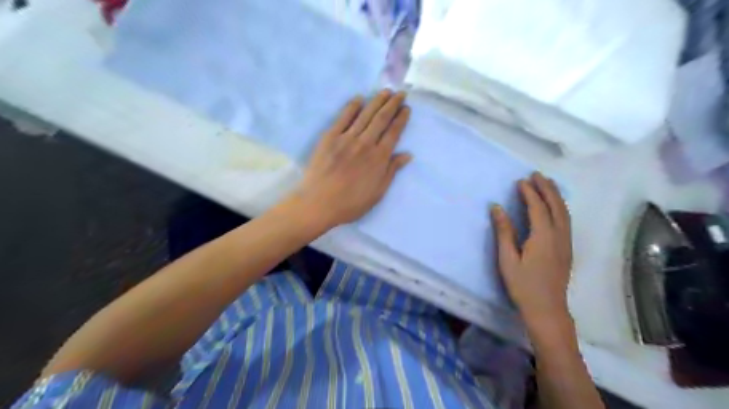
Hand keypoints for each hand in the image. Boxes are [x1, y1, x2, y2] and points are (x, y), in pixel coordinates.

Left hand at [293, 90, 411, 227]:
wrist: (319, 203)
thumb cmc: (351, 203)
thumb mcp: (377, 192)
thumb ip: (392, 171)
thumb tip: (407, 154)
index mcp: (379, 158)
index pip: (393, 133)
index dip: (401, 119)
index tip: (406, 108)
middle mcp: (366, 143)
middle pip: (381, 119)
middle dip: (392, 104)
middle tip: (400, 93)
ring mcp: (347, 138)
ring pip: (365, 115)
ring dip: (377, 101)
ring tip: (385, 91)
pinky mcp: (330, 137)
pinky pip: (343, 118)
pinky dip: (352, 107)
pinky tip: (359, 98)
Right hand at [489, 170, 575, 328]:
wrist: (547, 309)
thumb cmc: (523, 285)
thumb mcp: (508, 259)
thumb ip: (504, 232)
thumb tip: (497, 208)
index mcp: (543, 237)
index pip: (537, 208)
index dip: (529, 193)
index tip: (520, 181)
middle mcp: (558, 236)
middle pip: (555, 206)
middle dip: (546, 188)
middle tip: (536, 175)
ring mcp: (566, 243)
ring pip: (564, 213)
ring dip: (555, 196)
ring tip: (547, 184)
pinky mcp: (567, 249)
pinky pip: (566, 221)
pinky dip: (560, 207)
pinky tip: (555, 206)